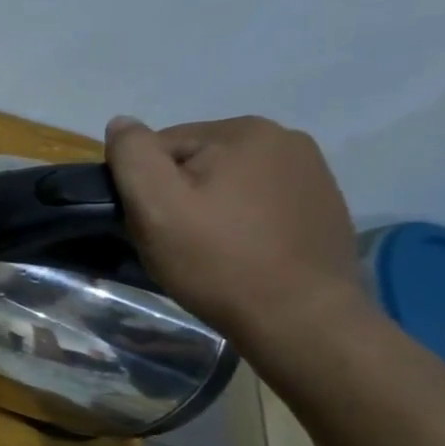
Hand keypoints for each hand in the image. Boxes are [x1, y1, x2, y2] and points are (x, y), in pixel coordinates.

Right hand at [103, 115, 370, 340]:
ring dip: (209, 208)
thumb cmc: (219, 261)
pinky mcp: (323, 206)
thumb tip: (121, 123)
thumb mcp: (155, 205)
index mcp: (243, 131)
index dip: (144, 187)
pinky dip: (242, 221)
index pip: (161, 146)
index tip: (151, 225)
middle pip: (195, 162)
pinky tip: (243, 253)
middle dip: (178, 195)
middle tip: (176, 242)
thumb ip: (131, 155)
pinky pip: (259, 202)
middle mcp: (284, 139)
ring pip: (227, 182)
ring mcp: (311, 173)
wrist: (303, 322)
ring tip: (210, 251)